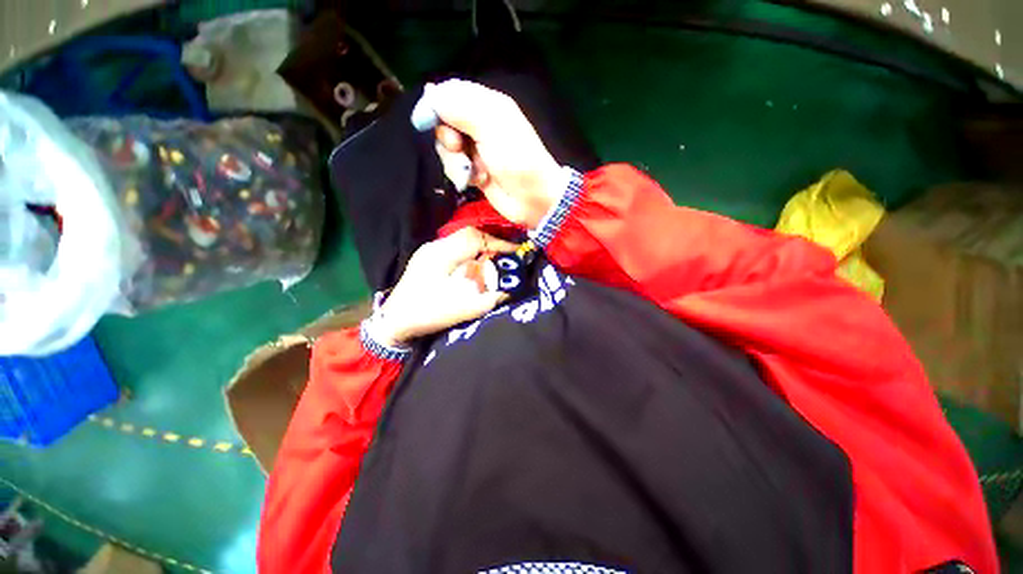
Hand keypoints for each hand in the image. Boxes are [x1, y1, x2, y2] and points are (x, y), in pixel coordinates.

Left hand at [372, 227, 516, 346]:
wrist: (394, 321)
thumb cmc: (426, 314)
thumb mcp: (461, 309)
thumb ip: (488, 299)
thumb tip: (509, 289)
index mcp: (441, 255)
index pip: (474, 238)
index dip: (498, 243)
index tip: (515, 253)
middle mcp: (435, 247)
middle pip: (469, 235)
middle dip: (491, 243)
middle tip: (507, 256)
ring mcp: (429, 251)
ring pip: (461, 240)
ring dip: (481, 247)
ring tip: (495, 259)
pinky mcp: (427, 258)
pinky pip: (455, 248)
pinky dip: (470, 253)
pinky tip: (475, 265)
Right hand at [426, 79, 562, 228]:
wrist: (532, 199)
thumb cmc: (516, 159)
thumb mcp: (490, 126)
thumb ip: (458, 107)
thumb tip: (428, 93)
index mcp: (486, 105)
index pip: (449, 93)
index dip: (435, 105)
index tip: (428, 122)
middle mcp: (479, 125)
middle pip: (443, 122)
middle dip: (447, 138)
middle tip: (459, 147)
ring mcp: (476, 150)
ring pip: (446, 148)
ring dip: (455, 161)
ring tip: (474, 170)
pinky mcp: (474, 171)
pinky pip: (454, 168)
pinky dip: (463, 175)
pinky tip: (479, 180)